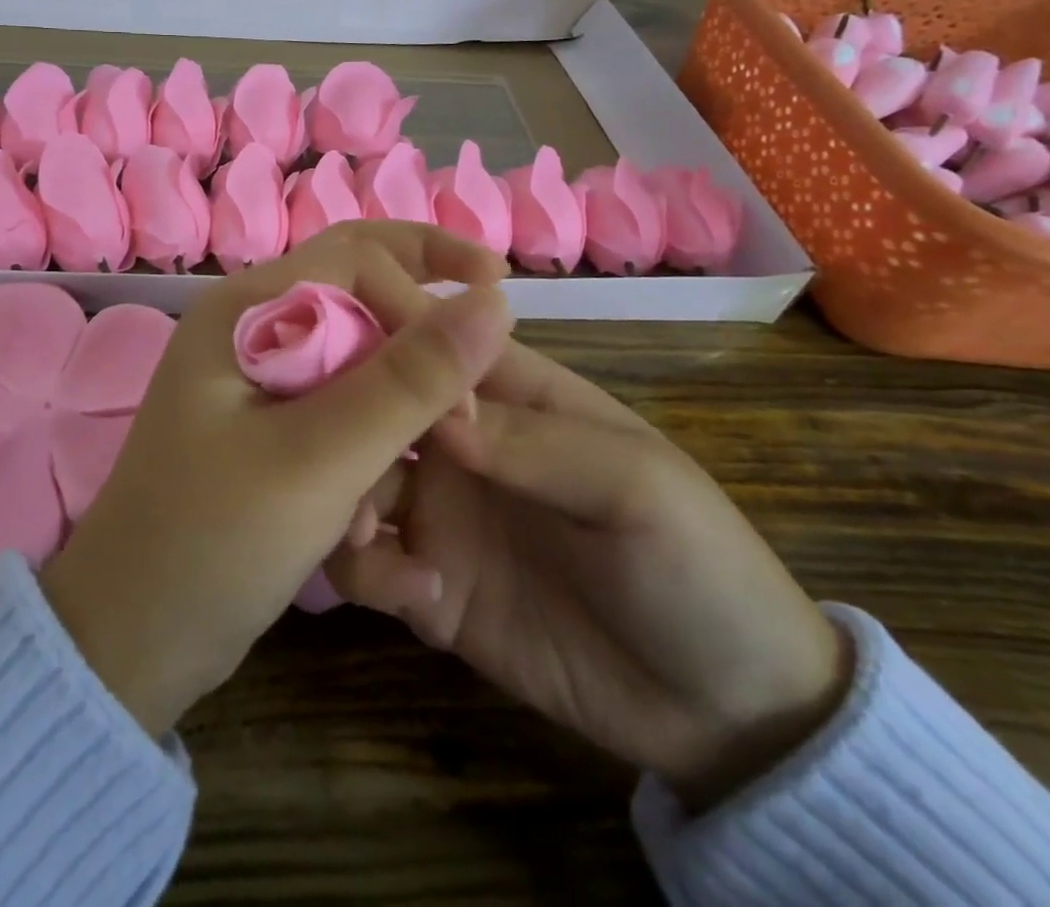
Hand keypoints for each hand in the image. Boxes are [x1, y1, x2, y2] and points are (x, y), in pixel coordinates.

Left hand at [39, 221, 513, 736]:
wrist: (130, 637)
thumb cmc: (212, 540)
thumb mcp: (321, 459)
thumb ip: (409, 381)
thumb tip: (494, 304)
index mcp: (248, 308)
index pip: (359, 257)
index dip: (426, 302)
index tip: (471, 382)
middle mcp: (252, 327)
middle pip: (361, 292)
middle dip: (422, 328)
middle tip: (480, 370)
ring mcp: (258, 379)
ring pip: (359, 357)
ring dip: (397, 406)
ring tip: (419, 468)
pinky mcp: (268, 428)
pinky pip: (341, 409)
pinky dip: (370, 447)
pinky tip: (371, 518)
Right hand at [325, 341, 850, 807]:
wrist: (727, 713)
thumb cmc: (696, 563)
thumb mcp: (634, 486)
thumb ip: (533, 441)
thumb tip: (432, 406)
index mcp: (506, 394)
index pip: (426, 340)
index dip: (376, 336)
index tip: (322, 350)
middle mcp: (457, 443)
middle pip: (374, 406)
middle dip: (342, 420)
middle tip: (326, 452)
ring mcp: (439, 514)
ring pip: (355, 478)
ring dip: (342, 493)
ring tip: (362, 530)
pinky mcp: (429, 586)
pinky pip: (368, 563)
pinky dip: (368, 569)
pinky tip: (417, 597)